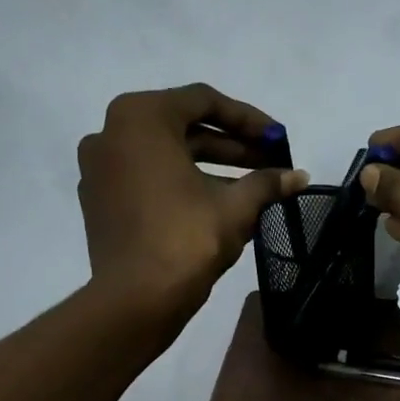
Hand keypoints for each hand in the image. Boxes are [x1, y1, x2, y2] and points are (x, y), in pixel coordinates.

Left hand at [78, 84, 307, 318]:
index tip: (278, 139)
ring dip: (211, 166)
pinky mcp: (99, 200)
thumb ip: (267, 183)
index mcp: (141, 118)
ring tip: (252, 186)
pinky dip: (181, 184)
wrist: (136, 299)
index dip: (249, 120)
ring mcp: (100, 168)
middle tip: (271, 164)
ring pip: (166, 155)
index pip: (204, 101)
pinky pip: (147, 178)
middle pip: (184, 128)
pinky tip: (216, 204)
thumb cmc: (186, 239)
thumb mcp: (235, 207)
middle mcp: (111, 132)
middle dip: (232, 146)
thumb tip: (299, 176)